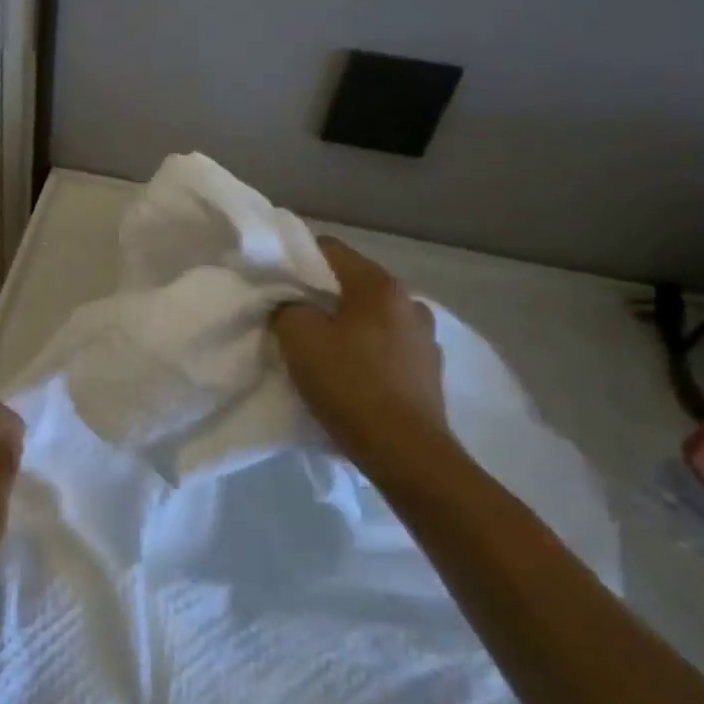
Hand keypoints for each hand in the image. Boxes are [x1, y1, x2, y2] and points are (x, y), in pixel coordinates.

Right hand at [272, 236, 452, 472]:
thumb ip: (288, 308)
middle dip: (320, 297)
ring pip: (371, 317)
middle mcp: (410, 302)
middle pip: (352, 284)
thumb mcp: (299, 339)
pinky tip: (351, 376)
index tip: (275, 283)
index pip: (329, 249)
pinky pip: (387, 347)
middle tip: (292, 319)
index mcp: (380, 286)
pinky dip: (366, 352)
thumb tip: (292, 305)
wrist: (406, 453)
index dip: (295, 259)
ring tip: (323, 351)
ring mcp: (426, 338)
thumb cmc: (350, 386)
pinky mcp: (429, 371)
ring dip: (347, 326)